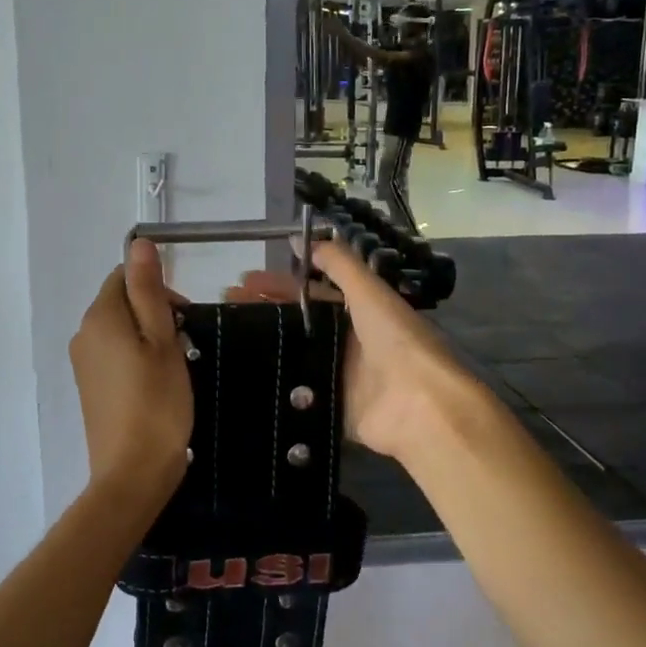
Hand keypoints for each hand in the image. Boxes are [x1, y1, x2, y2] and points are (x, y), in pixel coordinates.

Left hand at [69, 239, 193, 509]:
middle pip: (121, 302)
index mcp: (100, 317)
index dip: (158, 289)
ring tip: (175, 366)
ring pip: (120, 330)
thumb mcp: (162, 340)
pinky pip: (114, 355)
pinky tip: (157, 383)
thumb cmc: (156, 402)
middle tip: (185, 343)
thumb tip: (138, 242)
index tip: (185, 318)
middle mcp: (83, 334)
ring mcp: (84, 363)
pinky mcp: (90, 387)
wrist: (133, 472)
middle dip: (155, 312)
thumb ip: (148, 290)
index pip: (124, 277)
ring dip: (149, 336)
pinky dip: (137, 358)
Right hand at [226, 237, 482, 463]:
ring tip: (225, 339)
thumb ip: (338, 263)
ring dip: (265, 346)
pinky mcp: (333, 408)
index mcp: (360, 312)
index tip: (243, 282)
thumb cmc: (395, 340)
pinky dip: (277, 384)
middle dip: (265, 313)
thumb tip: (298, 238)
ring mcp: (340, 376)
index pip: (311, 293)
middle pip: (299, 324)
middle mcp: (349, 341)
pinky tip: (245, 376)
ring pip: (296, 356)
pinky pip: (300, 394)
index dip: (279, 286)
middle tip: (226, 307)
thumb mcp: (368, 291)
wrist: (420, 404)